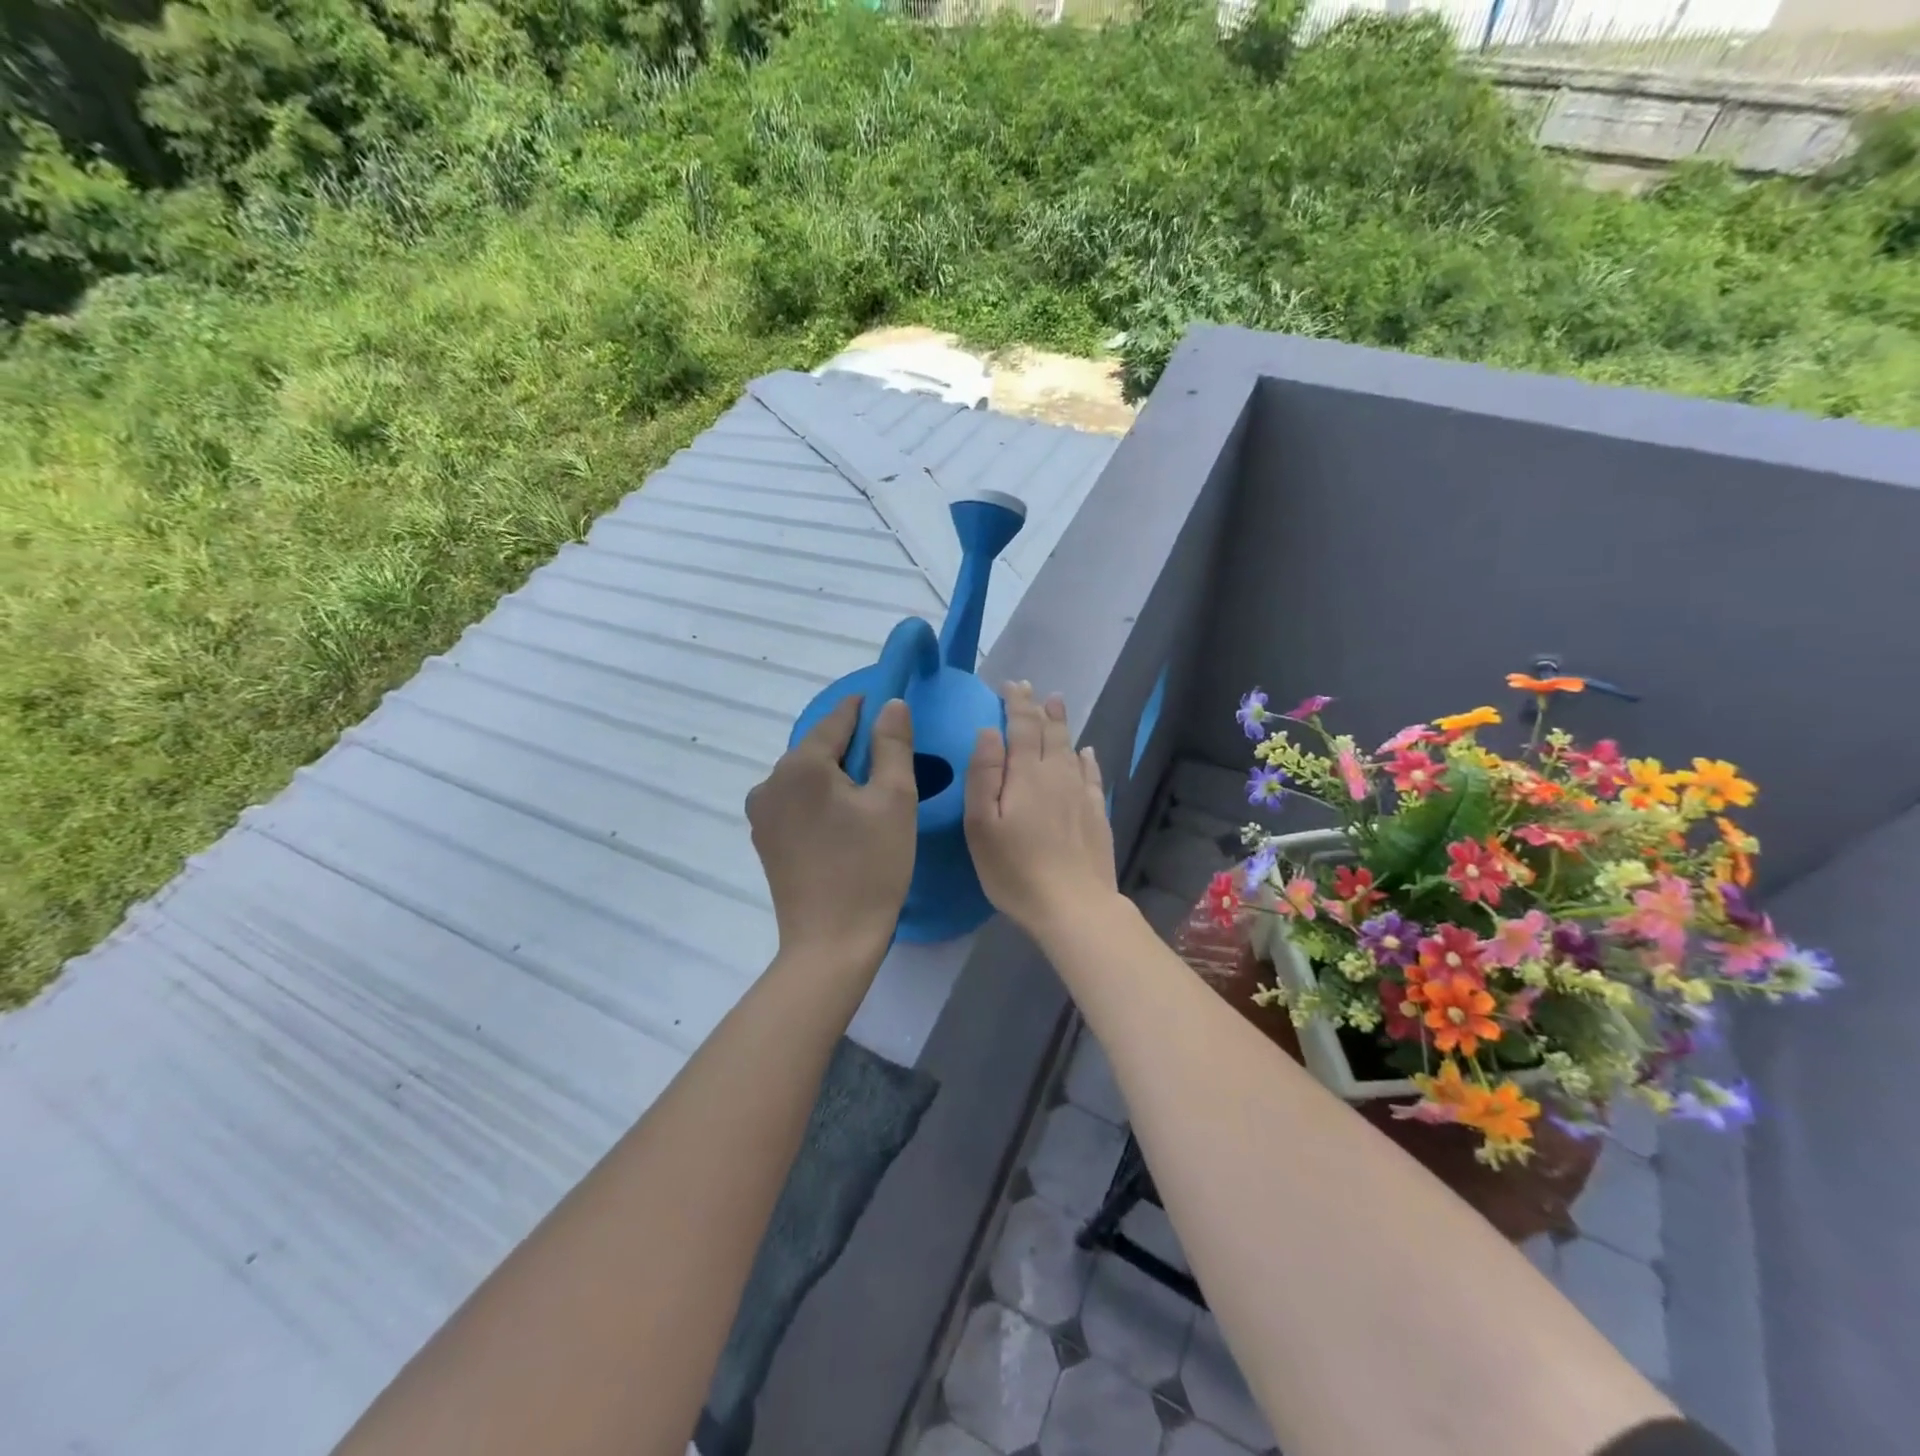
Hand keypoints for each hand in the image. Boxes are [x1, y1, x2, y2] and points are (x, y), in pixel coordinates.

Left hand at [747, 696, 917, 966]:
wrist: (832, 943)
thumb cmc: (871, 867)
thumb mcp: (895, 799)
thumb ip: (893, 743)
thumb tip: (890, 703)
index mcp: (801, 764)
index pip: (839, 717)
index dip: (869, 710)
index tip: (894, 711)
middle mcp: (770, 780)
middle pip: (820, 747)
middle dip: (855, 749)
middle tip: (892, 770)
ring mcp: (761, 812)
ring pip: (808, 775)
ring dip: (837, 777)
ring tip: (870, 802)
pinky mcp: (764, 839)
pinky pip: (796, 802)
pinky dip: (821, 801)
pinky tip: (844, 826)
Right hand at [964, 682, 1118, 944]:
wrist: (1074, 906)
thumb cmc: (1015, 869)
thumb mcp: (981, 825)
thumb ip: (983, 775)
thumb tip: (989, 732)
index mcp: (1027, 774)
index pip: (1023, 726)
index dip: (1017, 703)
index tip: (1011, 685)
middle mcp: (1058, 775)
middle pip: (1051, 732)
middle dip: (1040, 708)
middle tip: (1034, 690)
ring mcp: (1082, 794)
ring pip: (1072, 748)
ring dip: (1062, 725)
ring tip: (1057, 705)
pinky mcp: (1096, 815)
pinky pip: (1092, 774)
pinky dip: (1087, 758)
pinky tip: (1087, 752)